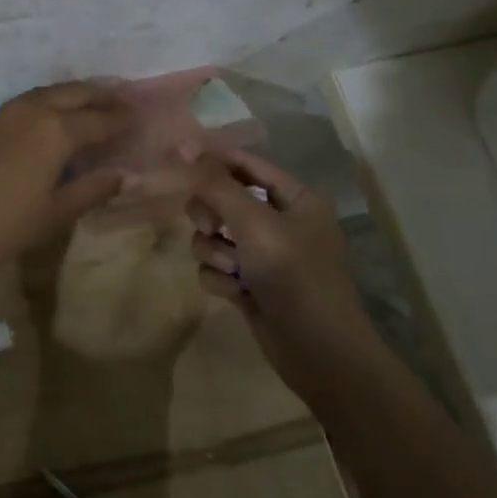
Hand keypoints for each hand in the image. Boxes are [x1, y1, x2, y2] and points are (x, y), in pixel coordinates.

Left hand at [0, 82, 130, 278]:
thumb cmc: (0, 225)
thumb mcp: (53, 214)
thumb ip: (90, 190)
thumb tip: (120, 175)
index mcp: (57, 130)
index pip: (101, 119)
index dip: (123, 120)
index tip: (140, 119)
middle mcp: (34, 111)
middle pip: (76, 93)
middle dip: (102, 95)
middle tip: (123, 100)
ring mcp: (4, 114)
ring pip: (49, 93)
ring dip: (74, 94)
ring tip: (91, 103)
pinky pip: (28, 103)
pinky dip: (49, 104)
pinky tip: (50, 119)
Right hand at [185, 149, 366, 395]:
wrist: (318, 352)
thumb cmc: (294, 276)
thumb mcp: (255, 223)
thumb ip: (217, 185)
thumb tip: (186, 145)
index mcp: (294, 199)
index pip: (247, 164)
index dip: (213, 159)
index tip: (178, 158)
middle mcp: (278, 222)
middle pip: (223, 198)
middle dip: (211, 214)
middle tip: (212, 227)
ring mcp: (262, 255)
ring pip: (213, 236)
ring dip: (215, 252)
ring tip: (233, 271)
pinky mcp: (248, 284)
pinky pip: (215, 267)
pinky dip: (220, 279)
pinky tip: (236, 295)